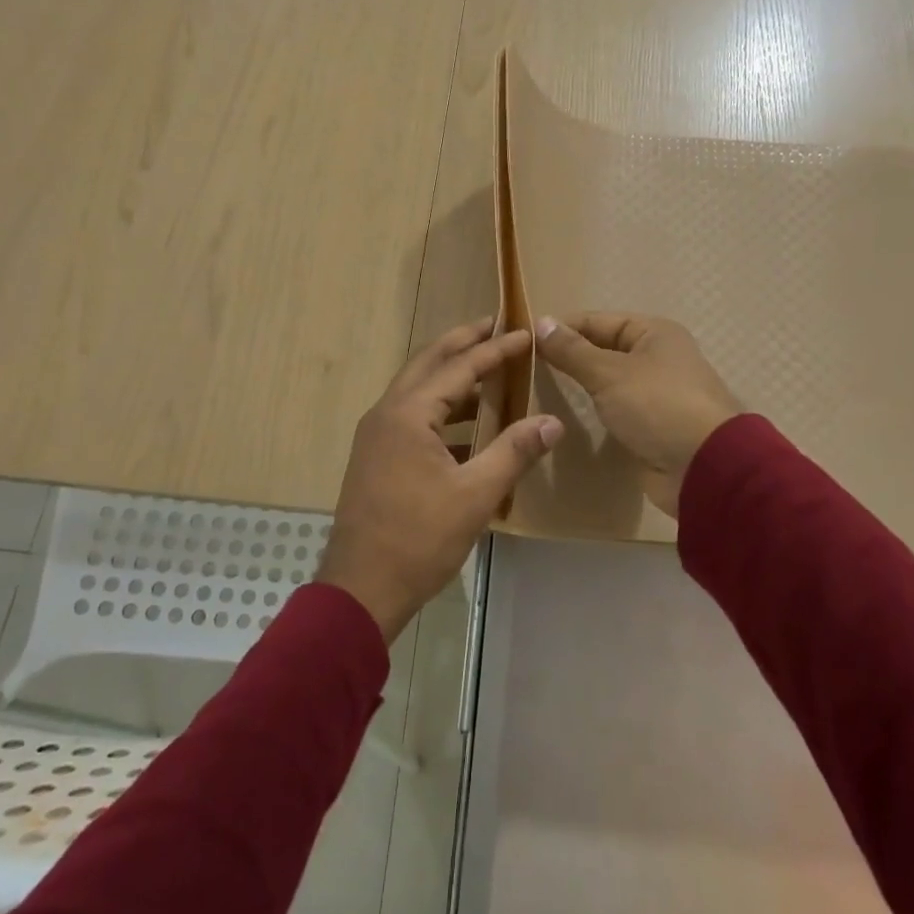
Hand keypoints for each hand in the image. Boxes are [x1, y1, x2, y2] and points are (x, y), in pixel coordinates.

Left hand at [320, 318, 562, 640]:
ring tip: (487, 368)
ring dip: (450, 375)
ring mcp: (376, 435)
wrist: (361, 587)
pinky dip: (440, 408)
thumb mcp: (475, 495)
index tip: (525, 333)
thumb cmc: (419, 539)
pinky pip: (411, 415)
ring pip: (417, 389)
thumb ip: (515, 452)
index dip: (495, 350)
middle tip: (495, 325)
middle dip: (462, 342)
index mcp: (408, 414)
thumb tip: (553, 422)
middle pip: (428, 363)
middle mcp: (386, 413)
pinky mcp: (375, 456)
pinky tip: (467, 425)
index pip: (459, 367)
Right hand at [537, 312, 740, 515]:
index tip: (523, 340)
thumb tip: (541, 322)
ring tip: (538, 390)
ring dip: (580, 385)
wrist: (705, 468)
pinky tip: (565, 416)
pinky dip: (594, 410)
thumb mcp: (609, 373)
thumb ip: (572, 351)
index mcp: (654, 333)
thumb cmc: (658, 406)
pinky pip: (615, 409)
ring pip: (607, 381)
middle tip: (526, 367)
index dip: (562, 328)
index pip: (597, 321)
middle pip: (602, 349)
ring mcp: (655, 394)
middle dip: (568, 357)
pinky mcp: (651, 426)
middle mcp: (657, 358)